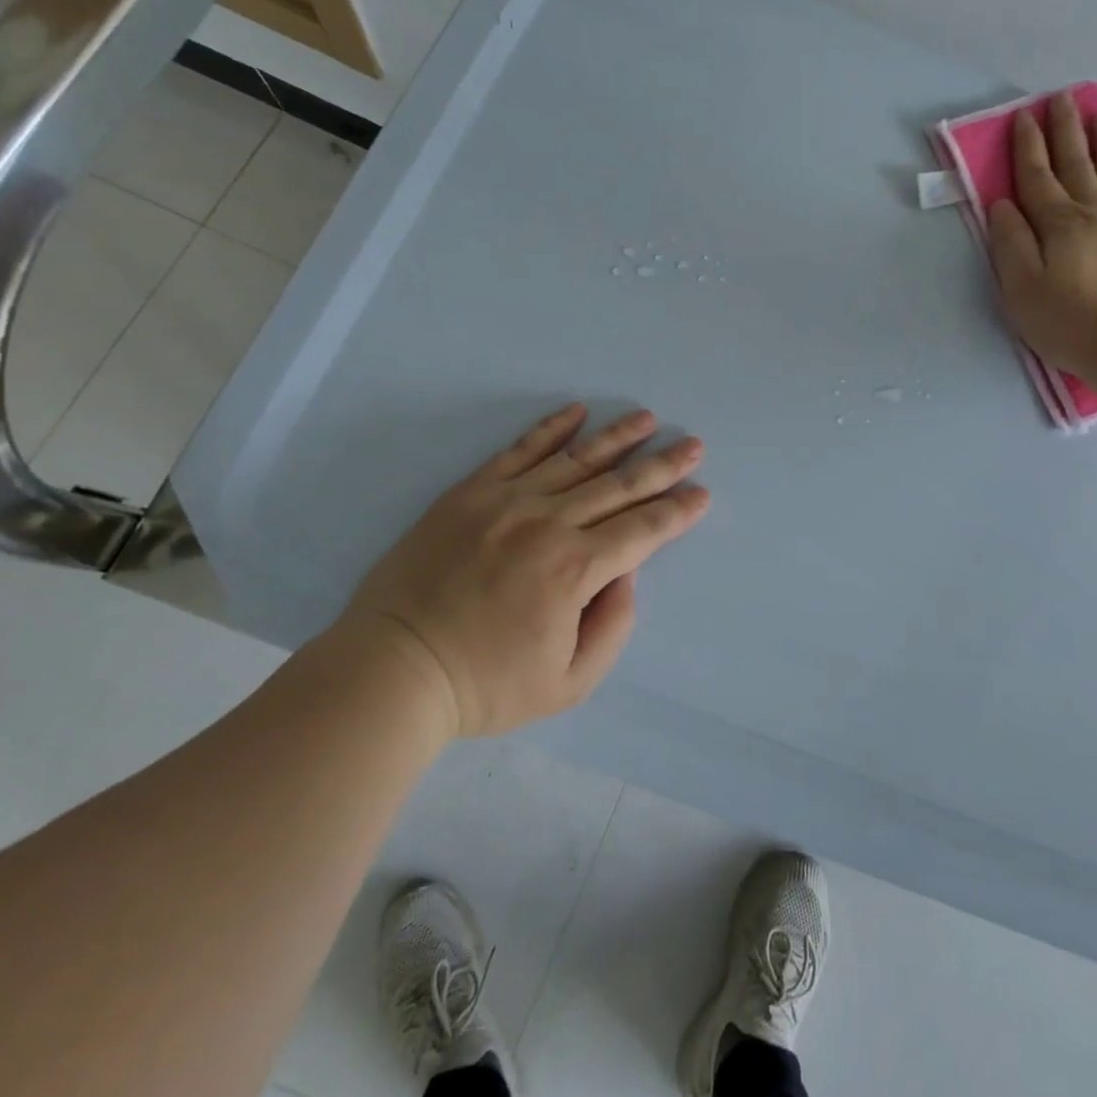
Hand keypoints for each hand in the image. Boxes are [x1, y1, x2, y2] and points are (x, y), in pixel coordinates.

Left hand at [338, 404, 709, 736]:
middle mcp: (548, 523)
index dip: (678, 512)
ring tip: (647, 419)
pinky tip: (577, 412)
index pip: (643, 530)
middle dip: (662, 466)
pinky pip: (519, 450)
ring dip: (617, 438)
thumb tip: (624, 571)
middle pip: (619, 486)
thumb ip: (613, 625)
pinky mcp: (471, 492)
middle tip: (692, 445)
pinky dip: (551, 428)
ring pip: (576, 460)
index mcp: (575, 570)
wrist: (395, 667)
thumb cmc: (486, 684)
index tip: (701, 493)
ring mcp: (506, 501)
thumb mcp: (570, 683)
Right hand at [987, 91, 1096, 379]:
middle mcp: (1094, 212)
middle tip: (1062, 98)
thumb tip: (1002, 205)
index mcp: (1057, 224)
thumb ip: (1010, 244)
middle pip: (1076, 163)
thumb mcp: (1020, 290)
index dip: (1028, 146)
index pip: (1037, 176)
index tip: (1024, 116)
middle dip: (1066, 130)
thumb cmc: (1069, 323)